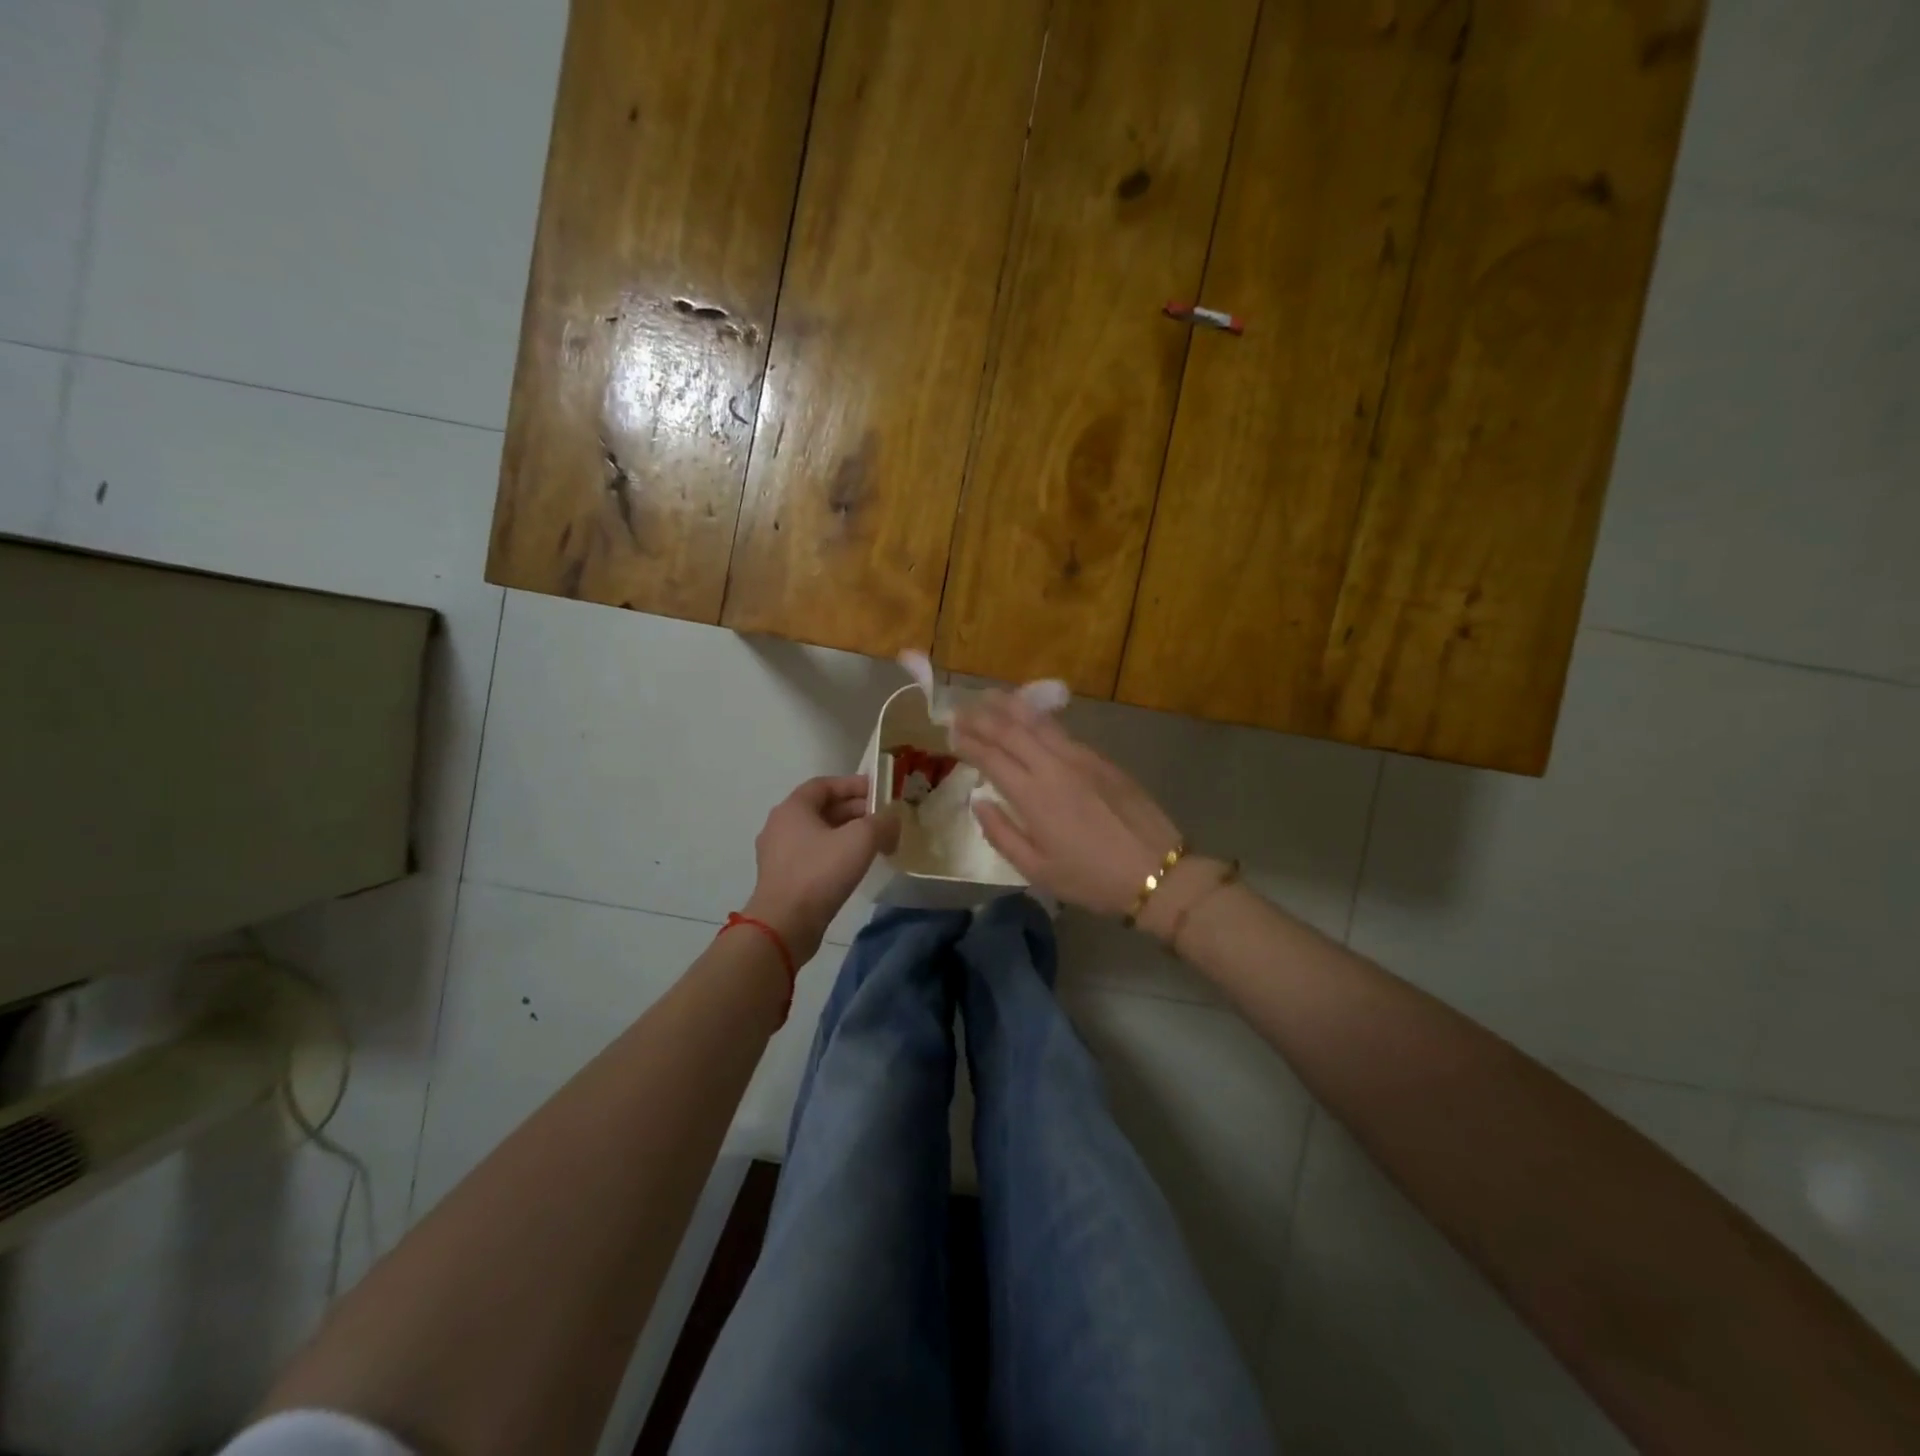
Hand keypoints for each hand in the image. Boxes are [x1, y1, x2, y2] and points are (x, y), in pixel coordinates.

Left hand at [744, 775, 899, 962]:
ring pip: (819, 833)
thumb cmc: (820, 872)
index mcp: (793, 808)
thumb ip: (882, 822)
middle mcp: (780, 825)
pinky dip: (836, 853)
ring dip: (847, 833)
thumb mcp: (860, 839)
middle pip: (822, 808)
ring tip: (876, 842)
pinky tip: (856, 866)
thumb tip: (892, 819)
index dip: (854, 784)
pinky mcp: (783, 878)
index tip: (880, 791)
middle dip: (855, 810)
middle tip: (884, 819)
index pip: (825, 784)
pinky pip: (813, 855)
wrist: (785, 925)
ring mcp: (778, 854)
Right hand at [949, 693, 1181, 917]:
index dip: (968, 742)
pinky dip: (1038, 717)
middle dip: (982, 717)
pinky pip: (1061, 730)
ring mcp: (1080, 758)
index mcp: (1033, 796)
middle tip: (959, 708)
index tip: (949, 733)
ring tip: (988, 696)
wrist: (1155, 871)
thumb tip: (979, 802)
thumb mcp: (1037, 870)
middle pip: (1011, 731)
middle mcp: (1053, 767)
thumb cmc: (1091, 878)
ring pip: (1038, 722)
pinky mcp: (1101, 759)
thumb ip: (1002, 834)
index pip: (991, 757)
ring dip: (1010, 706)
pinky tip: (1030, 714)